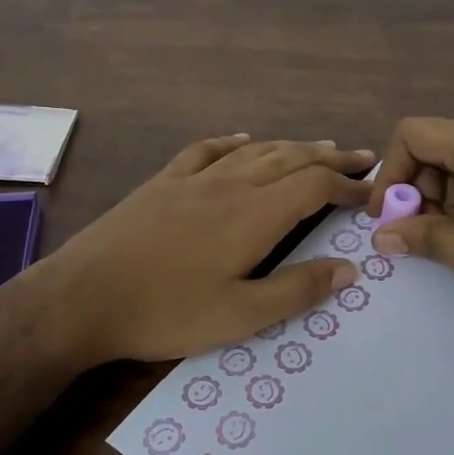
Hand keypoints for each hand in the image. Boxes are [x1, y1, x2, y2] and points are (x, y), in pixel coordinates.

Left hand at [15, 134, 373, 368]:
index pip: (314, 186)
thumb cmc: (165, 312)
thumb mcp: (239, 315)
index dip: (348, 184)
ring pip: (254, 151)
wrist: (82, 297)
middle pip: (290, 158)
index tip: (371, 191)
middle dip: (330, 156)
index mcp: (254, 215)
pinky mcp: (162, 183)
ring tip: (317, 146)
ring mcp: (193, 179)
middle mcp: (230, 185)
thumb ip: (297, 289)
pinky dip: (232, 141)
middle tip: (361, 156)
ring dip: (291, 146)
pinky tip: (242, 139)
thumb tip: (349, 268)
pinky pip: (206, 150)